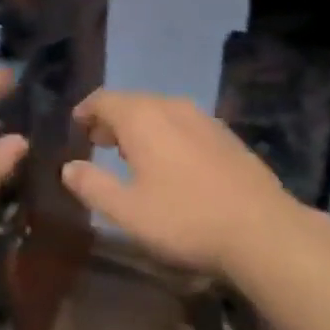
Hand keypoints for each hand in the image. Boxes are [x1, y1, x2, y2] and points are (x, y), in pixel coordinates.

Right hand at [63, 89, 291, 275]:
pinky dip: (167, 134)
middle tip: (98, 142)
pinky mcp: (226, 136)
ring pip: (160, 111)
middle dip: (112, 119)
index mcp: (142, 117)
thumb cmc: (184, 218)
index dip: (86, 110)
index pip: (104, 99)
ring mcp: (203, 118)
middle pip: (132, 102)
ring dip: (141, 127)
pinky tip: (172, 163)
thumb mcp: (127, 211)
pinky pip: (184, 124)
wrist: (261, 230)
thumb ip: (92, 186)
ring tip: (131, 154)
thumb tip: (68, 168)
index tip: (76, 125)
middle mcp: (171, 106)